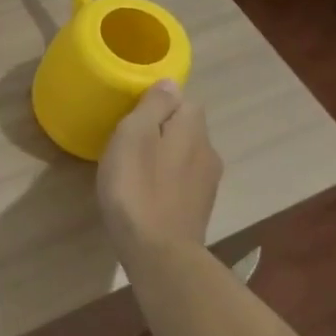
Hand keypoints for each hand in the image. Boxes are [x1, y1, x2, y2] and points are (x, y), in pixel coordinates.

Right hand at [97, 80, 222, 262]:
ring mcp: (206, 184)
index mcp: (193, 129)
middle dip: (161, 130)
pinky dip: (165, 181)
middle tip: (127, 142)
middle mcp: (208, 152)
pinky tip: (144, 194)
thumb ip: (153, 106)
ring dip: (163, 157)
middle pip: (186, 128)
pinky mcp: (198, 209)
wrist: (158, 252)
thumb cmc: (137, 187)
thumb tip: (170, 83)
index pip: (184, 100)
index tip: (131, 116)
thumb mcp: (134, 136)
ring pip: (184, 156)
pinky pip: (181, 181)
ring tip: (133, 169)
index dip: (159, 104)